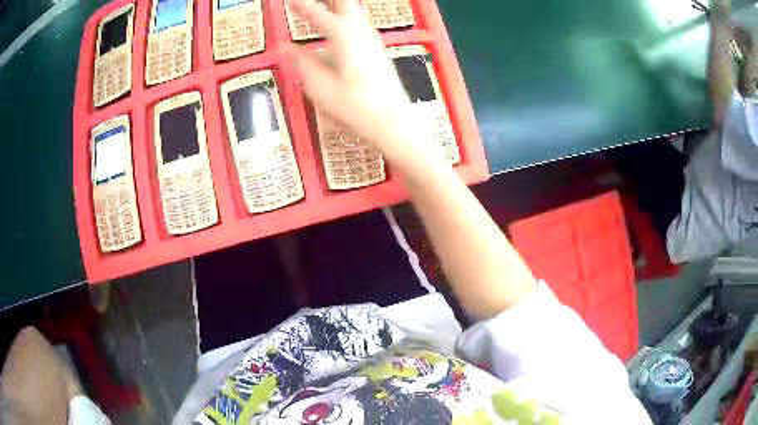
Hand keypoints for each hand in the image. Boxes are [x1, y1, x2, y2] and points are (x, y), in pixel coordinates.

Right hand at [287, 0, 446, 177]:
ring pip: (354, 12)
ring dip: (337, 7)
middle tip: (308, 3)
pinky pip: (358, 25)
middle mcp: (360, 31)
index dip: (300, 5)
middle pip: (345, 3)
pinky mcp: (377, 50)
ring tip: (322, 8)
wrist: (394, 122)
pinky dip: (344, 19)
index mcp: (344, 35)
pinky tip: (338, 29)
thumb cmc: (355, 106)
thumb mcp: (320, 88)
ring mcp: (372, 39)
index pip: (316, 13)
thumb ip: (302, 64)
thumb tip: (287, 49)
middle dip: (328, 0)